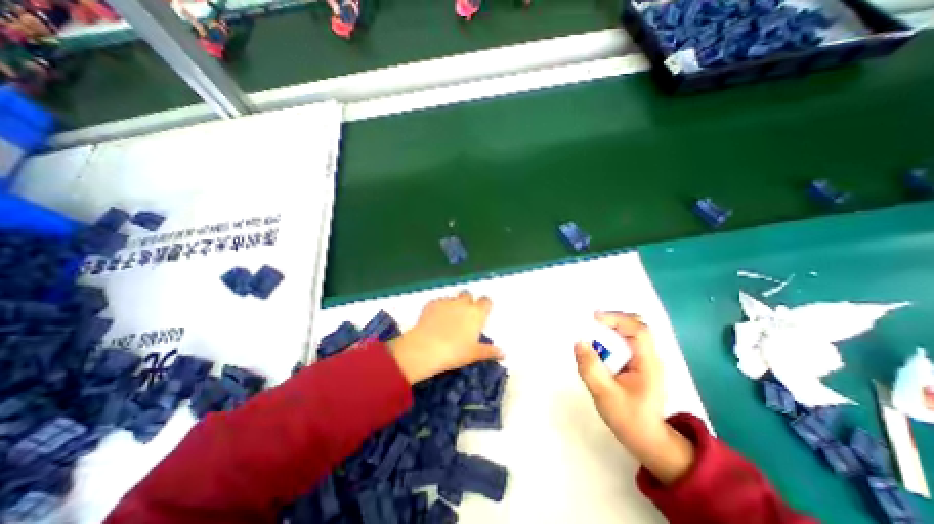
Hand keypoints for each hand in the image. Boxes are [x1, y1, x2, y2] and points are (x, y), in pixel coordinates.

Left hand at [388, 291, 504, 384]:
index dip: (484, 306)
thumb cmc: (455, 352)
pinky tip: (434, 320)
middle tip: (464, 316)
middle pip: (468, 295)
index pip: (486, 301)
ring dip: (453, 304)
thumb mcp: (474, 354)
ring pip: (453, 298)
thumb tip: (503, 353)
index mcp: (477, 313)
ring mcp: (446, 302)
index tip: (481, 314)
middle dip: (468, 302)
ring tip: (447, 319)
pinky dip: (438, 308)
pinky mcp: (431, 303)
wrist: (426, 348)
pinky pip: (438, 302)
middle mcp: (463, 303)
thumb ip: (490, 352)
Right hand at [573, 311, 695, 487]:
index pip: (638, 330)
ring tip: (591, 332)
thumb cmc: (629, 419)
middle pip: (636, 326)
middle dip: (613, 320)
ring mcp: (644, 361)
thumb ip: (591, 368)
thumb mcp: (605, 394)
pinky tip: (598, 346)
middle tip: (591, 322)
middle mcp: (649, 357)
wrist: (648, 441)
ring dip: (611, 329)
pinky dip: (611, 339)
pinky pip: (625, 343)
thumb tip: (578, 342)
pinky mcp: (638, 365)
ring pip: (630, 333)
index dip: (616, 319)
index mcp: (648, 363)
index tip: (593, 318)